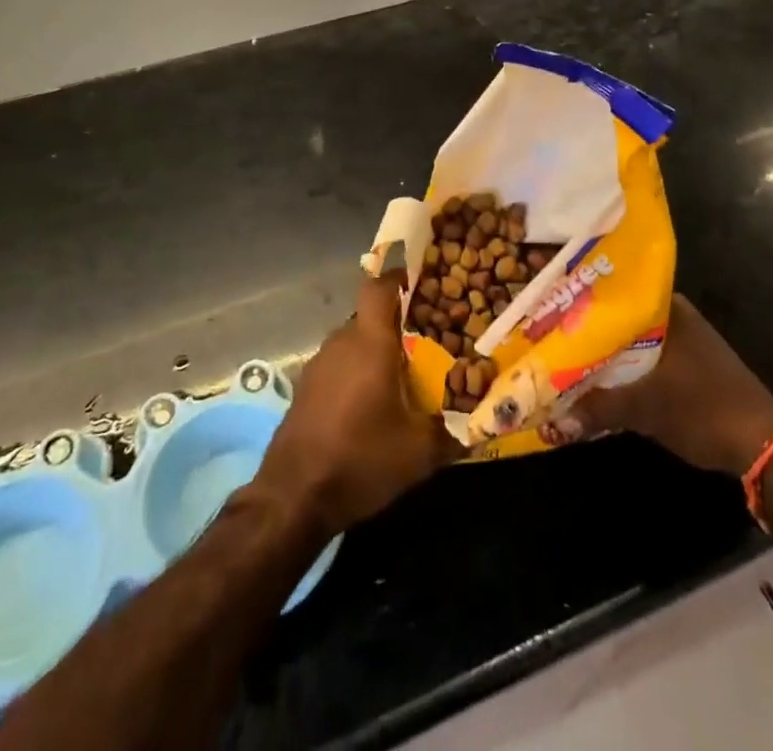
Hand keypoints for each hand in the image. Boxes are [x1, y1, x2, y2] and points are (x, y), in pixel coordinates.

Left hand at [252, 269, 458, 536]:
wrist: (294, 495)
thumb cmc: (362, 458)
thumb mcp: (419, 452)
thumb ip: (452, 432)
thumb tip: (477, 425)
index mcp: (370, 343)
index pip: (379, 288)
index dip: (397, 278)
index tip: (417, 281)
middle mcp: (342, 342)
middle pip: (369, 317)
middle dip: (395, 325)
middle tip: (424, 342)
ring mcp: (318, 364)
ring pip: (353, 342)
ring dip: (374, 351)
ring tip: (401, 376)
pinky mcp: (305, 387)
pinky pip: (338, 364)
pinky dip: (355, 372)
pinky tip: (368, 404)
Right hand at [563, 294, 772, 475]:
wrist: (766, 447)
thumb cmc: (704, 409)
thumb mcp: (645, 408)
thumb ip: (598, 409)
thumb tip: (552, 422)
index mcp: (667, 308)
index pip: (613, 290)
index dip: (579, 298)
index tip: (548, 303)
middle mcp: (676, 316)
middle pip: (619, 317)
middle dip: (586, 328)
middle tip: (547, 332)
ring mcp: (685, 342)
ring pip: (632, 340)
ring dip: (604, 351)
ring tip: (563, 355)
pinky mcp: (690, 368)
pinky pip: (645, 359)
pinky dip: (623, 368)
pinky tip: (598, 380)